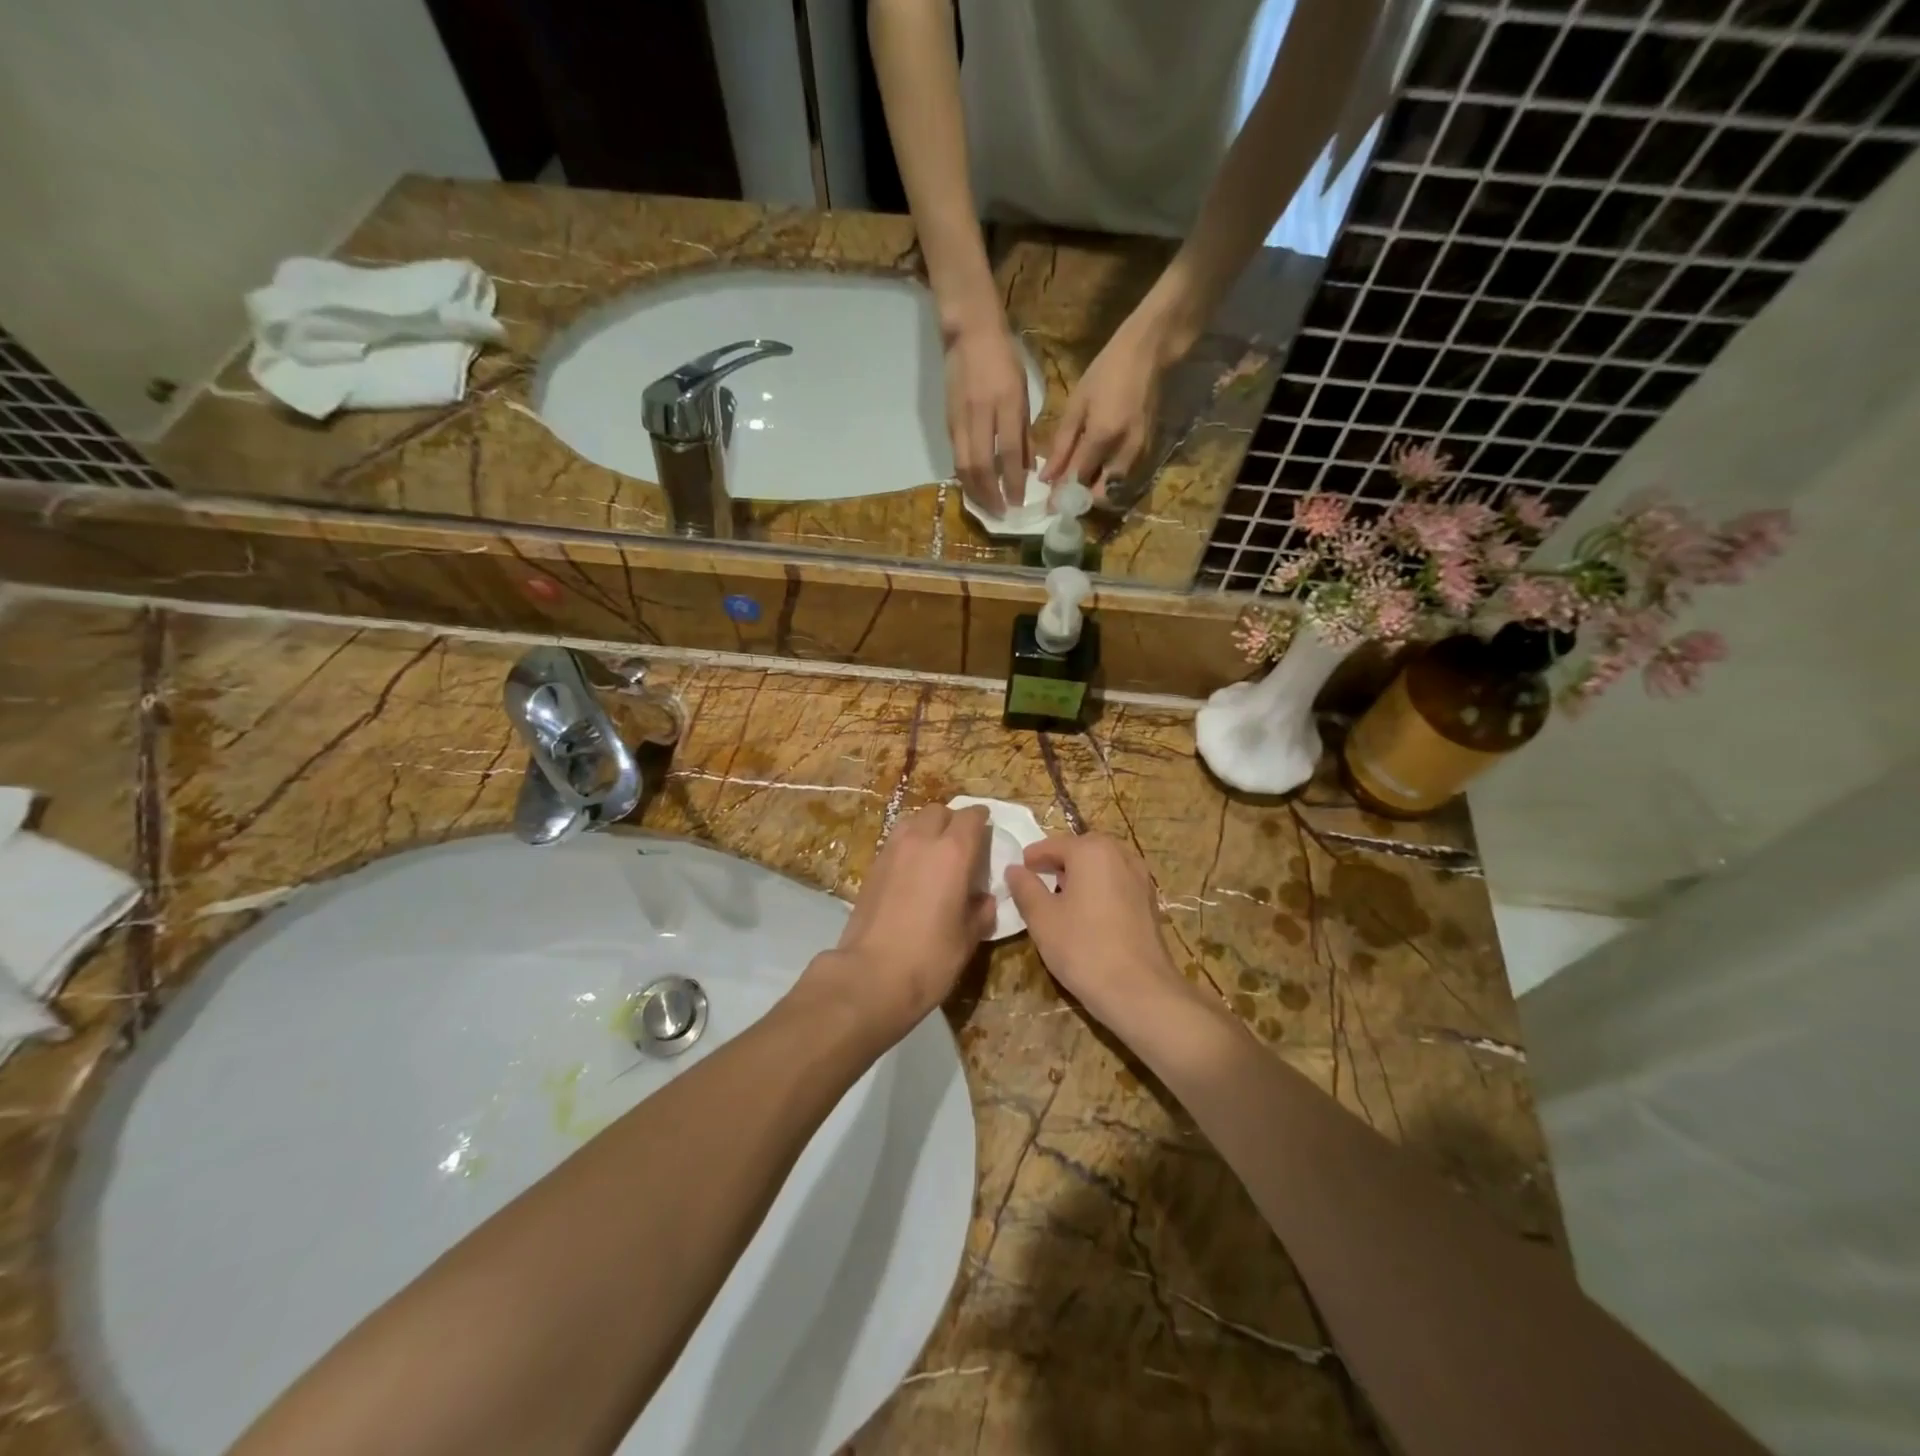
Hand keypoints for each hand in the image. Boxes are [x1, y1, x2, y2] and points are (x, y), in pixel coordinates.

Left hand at [802, 805, 995, 1043]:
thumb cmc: (930, 958)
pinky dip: (908, 845)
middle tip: (962, 843)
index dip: (981, 820)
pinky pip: (895, 841)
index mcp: (953, 852)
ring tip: (935, 852)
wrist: (870, 975)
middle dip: (953, 820)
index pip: (971, 817)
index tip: (988, 829)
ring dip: (927, 828)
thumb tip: (984, 899)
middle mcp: (921, 841)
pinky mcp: (872, 867)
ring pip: (913, 821)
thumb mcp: (968, 938)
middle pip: (938, 811)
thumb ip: (980, 911)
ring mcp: (891, 851)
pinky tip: (913, 870)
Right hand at [944, 319, 1031, 515]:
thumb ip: (1024, 431)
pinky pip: (957, 455)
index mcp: (1005, 404)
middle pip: (981, 466)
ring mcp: (961, 418)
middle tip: (1000, 512)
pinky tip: (973, 486)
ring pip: (964, 465)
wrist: (969, 332)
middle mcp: (981, 414)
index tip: (1018, 502)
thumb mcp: (1023, 391)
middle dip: (990, 494)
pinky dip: (965, 475)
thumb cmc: (1004, 359)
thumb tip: (1027, 467)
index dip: (1013, 482)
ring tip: (985, 505)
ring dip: (975, 490)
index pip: (1009, 453)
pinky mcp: (948, 420)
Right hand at [1005, 833, 1193, 1036]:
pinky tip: (1089, 914)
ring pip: (1102, 866)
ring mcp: (1140, 877)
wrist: (1139, 990)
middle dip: (1059, 862)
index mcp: (1091, 850)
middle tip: (1038, 882)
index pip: (1053, 844)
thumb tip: (1014, 869)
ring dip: (1081, 875)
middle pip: (1081, 850)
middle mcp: (1120, 854)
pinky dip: (1100, 888)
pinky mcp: (1149, 901)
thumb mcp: (1042, 918)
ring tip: (1062, 898)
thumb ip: (1025, 888)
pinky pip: (1117, 883)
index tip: (1019, 871)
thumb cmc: (1083, 948)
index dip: (1033, 857)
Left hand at [1042, 311, 1175, 499]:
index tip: (1049, 506)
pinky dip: (1109, 480)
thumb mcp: (1077, 404)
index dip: (1062, 496)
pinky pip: (1126, 477)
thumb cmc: (1107, 371)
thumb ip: (1062, 446)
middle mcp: (1125, 451)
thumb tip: (1047, 478)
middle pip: (1101, 494)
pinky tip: (1096, 467)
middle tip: (1065, 492)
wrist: (1149, 352)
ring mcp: (1141, 453)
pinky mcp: (1149, 450)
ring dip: (1096, 492)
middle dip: (1082, 499)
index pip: (1078, 480)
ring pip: (1116, 490)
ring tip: (1078, 480)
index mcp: (1103, 436)